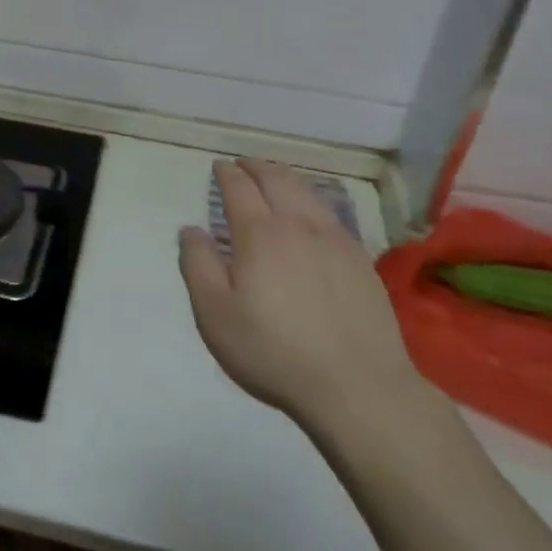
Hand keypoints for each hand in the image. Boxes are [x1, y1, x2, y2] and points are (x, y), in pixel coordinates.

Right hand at [180, 159, 425, 430]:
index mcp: (259, 234)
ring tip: (274, 177)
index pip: (239, 188)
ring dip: (285, 176)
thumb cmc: (274, 352)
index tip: (219, 167)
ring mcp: (335, 240)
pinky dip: (312, 199)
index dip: (226, 173)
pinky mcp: (360, 260)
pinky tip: (311, 212)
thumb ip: (198, 265)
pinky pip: (331, 213)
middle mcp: (298, 225)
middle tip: (243, 164)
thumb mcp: (215, 315)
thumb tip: (191, 230)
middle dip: (256, 166)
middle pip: (276, 179)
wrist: (357, 386)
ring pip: (307, 191)